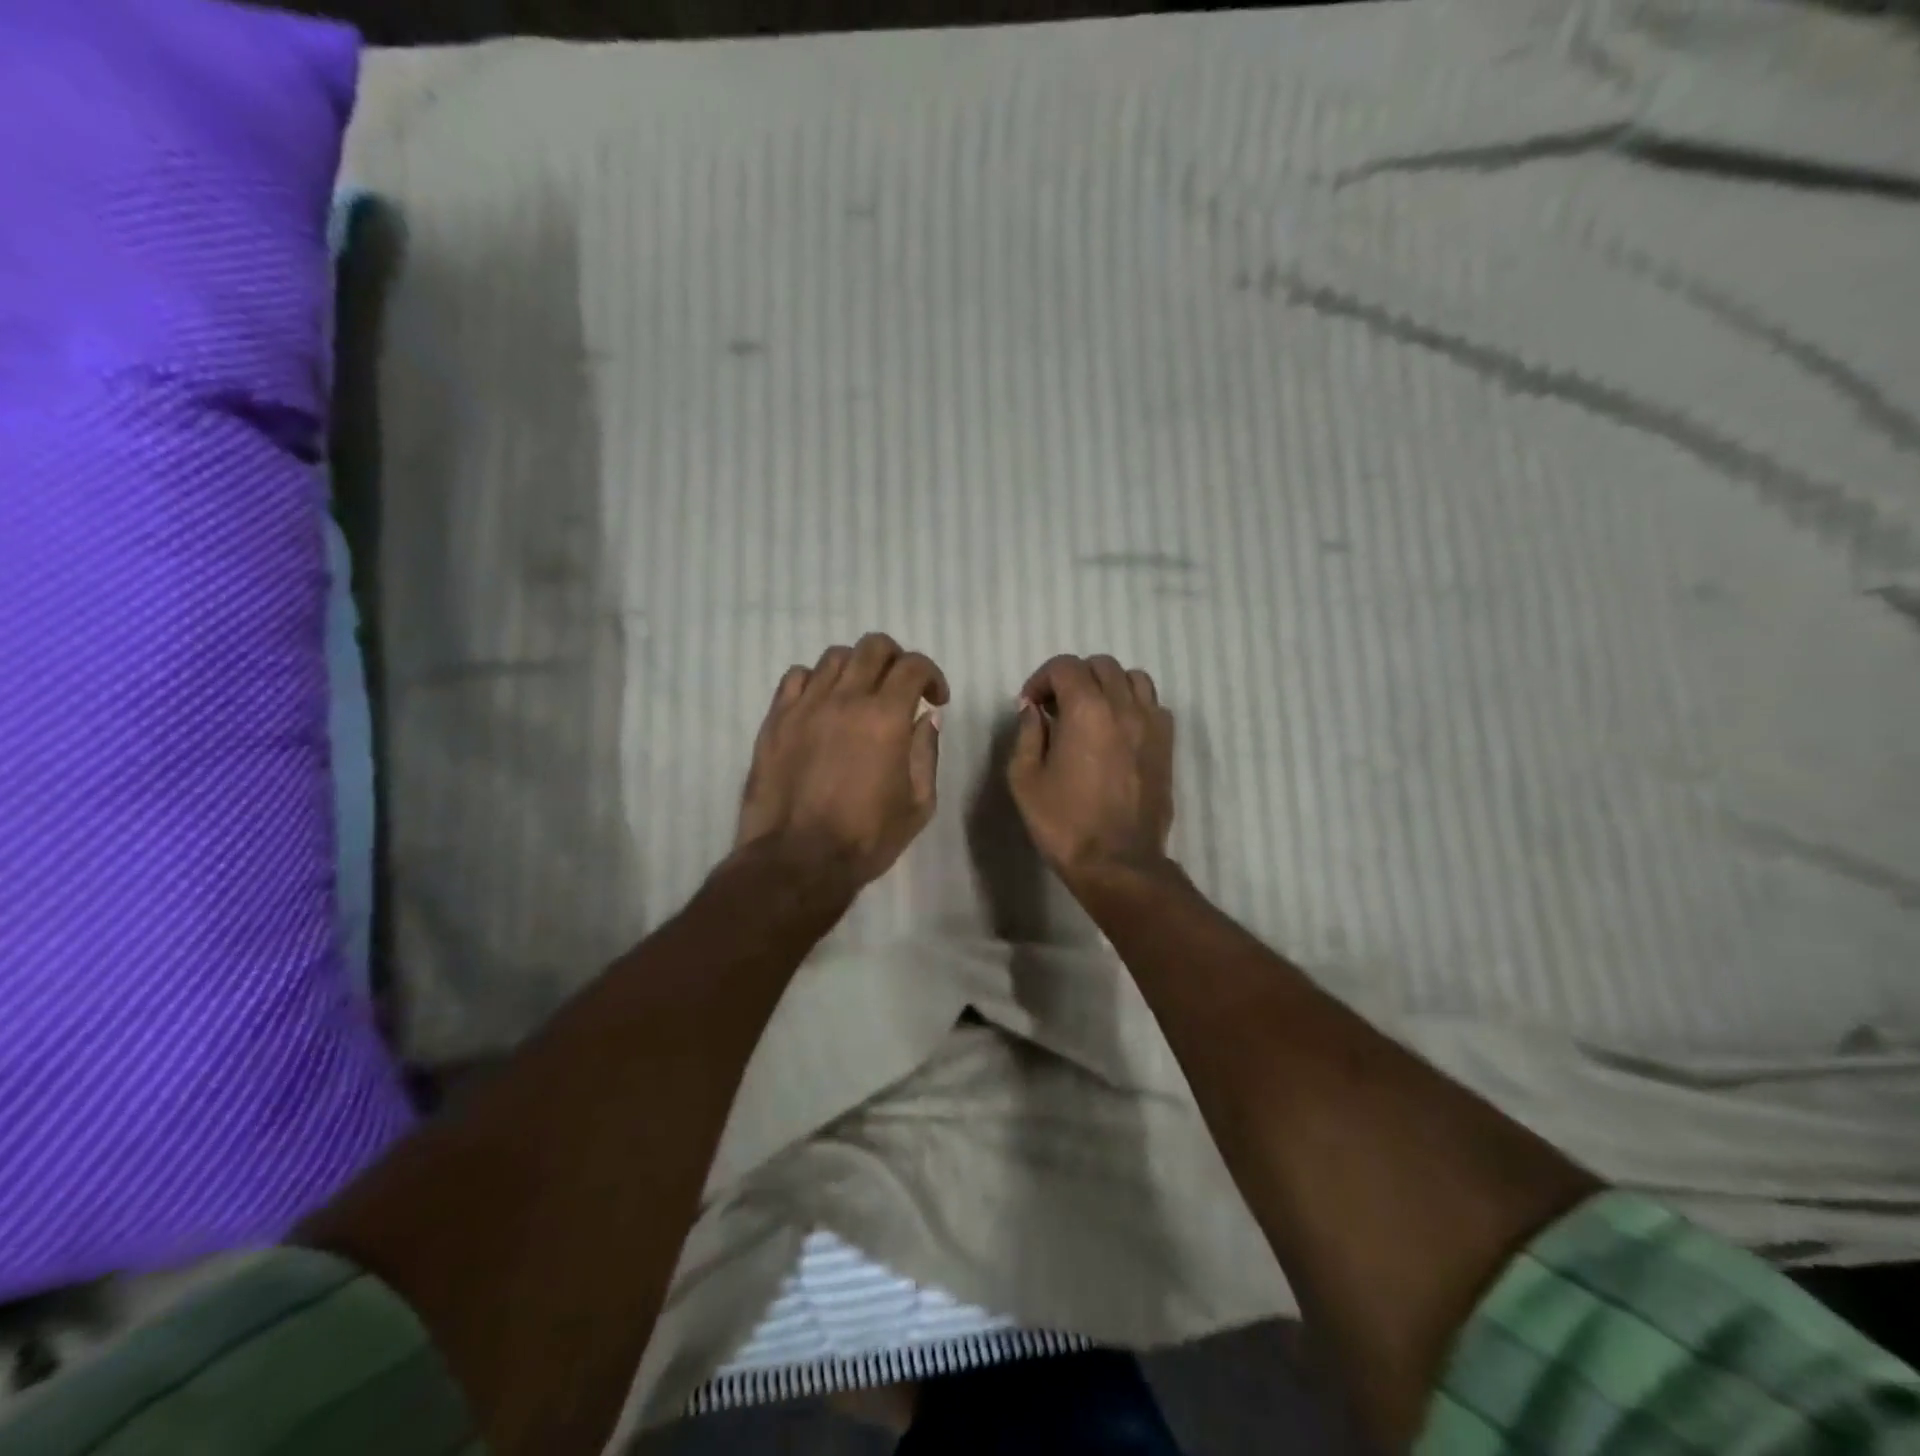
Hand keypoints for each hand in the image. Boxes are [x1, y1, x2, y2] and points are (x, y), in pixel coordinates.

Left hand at [736, 633, 948, 884]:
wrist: (796, 861)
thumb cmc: (866, 838)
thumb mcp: (918, 804)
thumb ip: (926, 753)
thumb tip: (926, 717)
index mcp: (885, 717)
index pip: (913, 665)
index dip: (932, 675)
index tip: (935, 699)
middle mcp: (845, 699)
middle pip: (874, 646)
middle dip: (896, 659)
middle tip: (900, 688)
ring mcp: (805, 706)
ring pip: (834, 657)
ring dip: (856, 668)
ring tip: (859, 695)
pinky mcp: (776, 720)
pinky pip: (796, 677)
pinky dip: (816, 681)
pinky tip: (822, 704)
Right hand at [1007, 654, 1174, 886]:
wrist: (1117, 862)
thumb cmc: (1064, 823)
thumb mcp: (1025, 779)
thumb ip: (1026, 734)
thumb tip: (1032, 709)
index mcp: (1086, 710)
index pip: (1065, 667)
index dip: (1041, 679)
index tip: (1030, 706)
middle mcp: (1124, 706)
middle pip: (1101, 665)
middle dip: (1073, 678)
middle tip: (1056, 708)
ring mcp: (1152, 724)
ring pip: (1133, 678)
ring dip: (1108, 685)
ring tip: (1091, 712)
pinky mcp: (1167, 745)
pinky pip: (1154, 704)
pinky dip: (1134, 705)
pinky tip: (1118, 730)